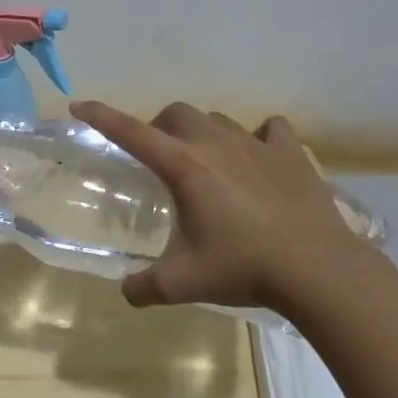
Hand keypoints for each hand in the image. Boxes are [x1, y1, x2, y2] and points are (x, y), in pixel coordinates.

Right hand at [70, 100, 381, 318]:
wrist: (318, 270)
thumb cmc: (243, 268)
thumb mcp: (182, 283)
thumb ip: (144, 287)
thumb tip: (126, 292)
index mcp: (184, 167)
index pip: (131, 132)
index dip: (101, 116)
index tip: (79, 105)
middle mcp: (216, 144)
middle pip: (177, 114)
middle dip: (160, 128)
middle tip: (159, 158)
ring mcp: (256, 144)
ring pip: (219, 120)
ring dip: (203, 133)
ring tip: (207, 162)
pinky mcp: (291, 153)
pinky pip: (269, 130)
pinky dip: (257, 137)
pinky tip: (258, 158)